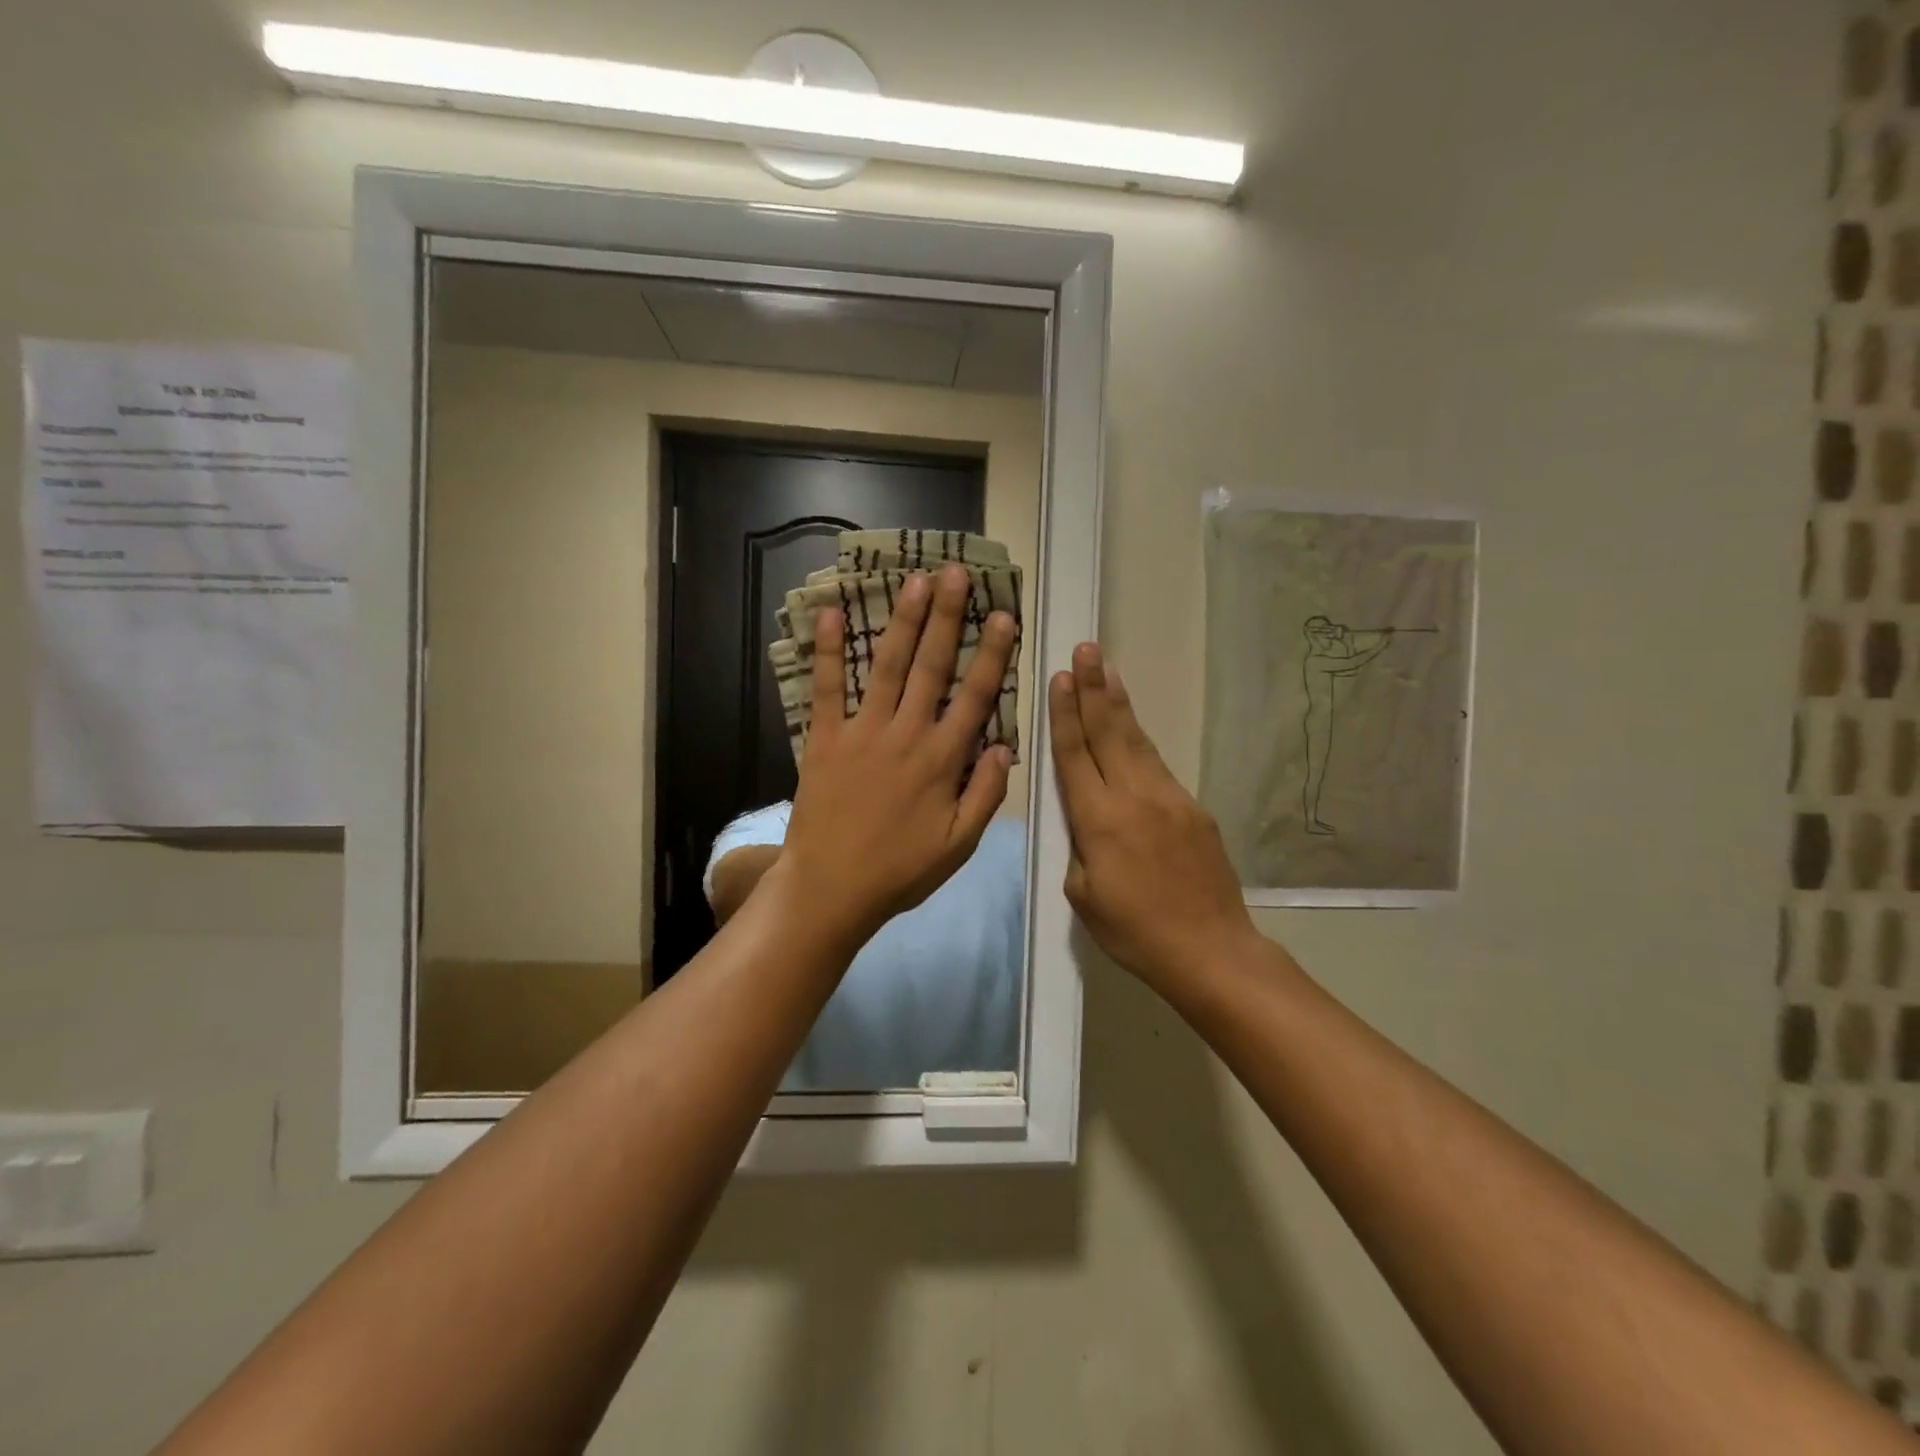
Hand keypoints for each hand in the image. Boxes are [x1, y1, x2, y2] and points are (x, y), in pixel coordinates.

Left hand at [780, 565, 1016, 945]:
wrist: (831, 888)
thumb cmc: (900, 870)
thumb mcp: (958, 845)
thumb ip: (985, 794)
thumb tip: (1004, 745)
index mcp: (942, 760)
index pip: (975, 696)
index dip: (992, 654)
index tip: (1003, 615)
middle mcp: (906, 734)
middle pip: (932, 666)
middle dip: (947, 617)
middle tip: (956, 573)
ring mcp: (863, 732)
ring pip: (888, 666)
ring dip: (902, 621)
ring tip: (915, 580)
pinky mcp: (825, 738)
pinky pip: (827, 687)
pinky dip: (829, 650)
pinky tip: (833, 613)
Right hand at [1049, 643, 1259, 994]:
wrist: (1209, 949)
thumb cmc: (1134, 931)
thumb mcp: (1082, 895)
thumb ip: (1078, 846)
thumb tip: (1083, 817)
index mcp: (1099, 820)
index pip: (1075, 754)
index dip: (1066, 714)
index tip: (1061, 677)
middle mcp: (1134, 797)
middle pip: (1109, 732)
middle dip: (1094, 688)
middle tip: (1086, 648)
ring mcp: (1169, 798)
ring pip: (1137, 741)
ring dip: (1119, 704)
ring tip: (1108, 671)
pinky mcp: (1194, 808)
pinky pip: (1158, 765)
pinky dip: (1140, 739)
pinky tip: (1131, 727)